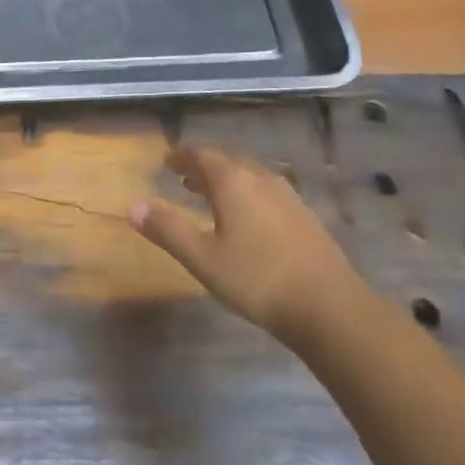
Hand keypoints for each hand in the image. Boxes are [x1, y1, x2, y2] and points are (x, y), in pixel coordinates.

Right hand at [130, 146, 368, 348]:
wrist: (331, 308)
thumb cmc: (258, 279)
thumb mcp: (203, 258)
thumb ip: (168, 229)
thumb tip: (133, 205)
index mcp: (233, 181)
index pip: (201, 155)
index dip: (181, 157)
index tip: (166, 161)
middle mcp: (260, 179)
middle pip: (226, 162)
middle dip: (202, 167)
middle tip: (184, 178)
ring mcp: (288, 197)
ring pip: (249, 177)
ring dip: (226, 182)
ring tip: (210, 197)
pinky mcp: (305, 218)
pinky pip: (266, 193)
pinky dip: (247, 196)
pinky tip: (248, 220)